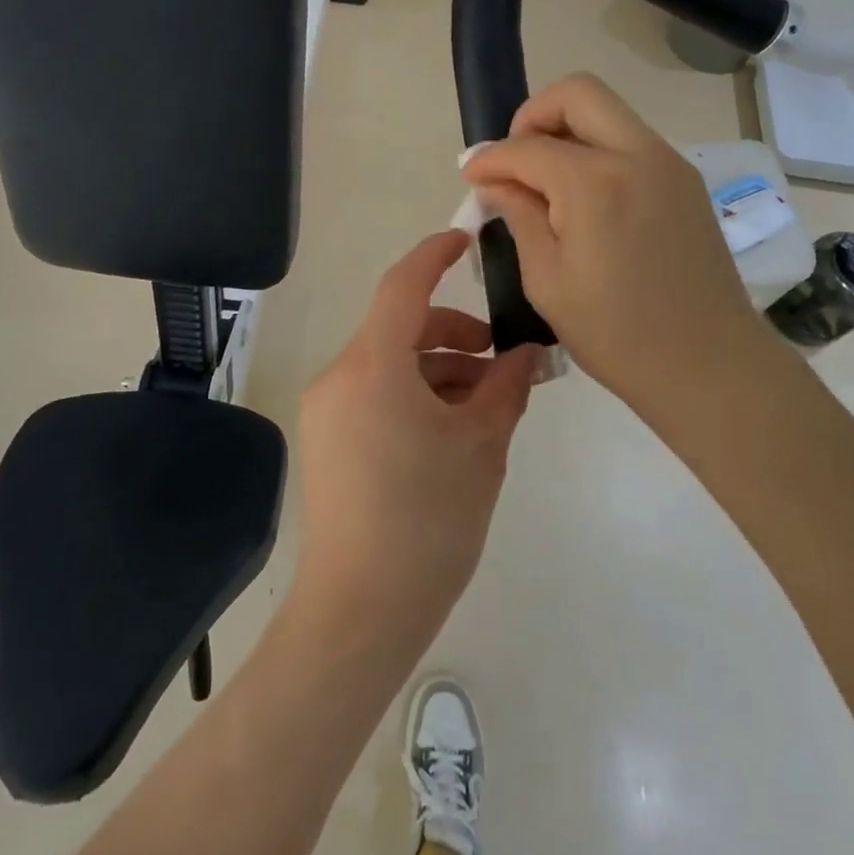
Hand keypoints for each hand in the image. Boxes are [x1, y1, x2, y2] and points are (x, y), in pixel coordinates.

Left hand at [291, 231, 536, 663]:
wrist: (360, 615)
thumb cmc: (428, 522)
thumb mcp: (481, 447)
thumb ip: (506, 388)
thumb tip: (527, 355)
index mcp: (373, 366)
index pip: (403, 286)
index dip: (435, 255)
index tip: (468, 240)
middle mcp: (340, 376)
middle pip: (401, 328)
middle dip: (456, 335)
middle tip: (504, 362)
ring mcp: (327, 409)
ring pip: (391, 364)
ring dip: (439, 370)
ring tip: (487, 405)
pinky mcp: (326, 439)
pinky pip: (375, 393)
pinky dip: (414, 394)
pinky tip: (451, 430)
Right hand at [462, 74, 768, 421]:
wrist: (711, 365)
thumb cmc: (618, 335)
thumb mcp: (548, 281)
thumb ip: (519, 217)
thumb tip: (495, 182)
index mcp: (596, 184)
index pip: (527, 147)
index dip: (490, 159)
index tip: (471, 177)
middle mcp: (637, 155)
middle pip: (577, 93)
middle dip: (533, 116)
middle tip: (515, 160)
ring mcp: (669, 163)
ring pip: (608, 112)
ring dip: (568, 131)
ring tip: (546, 183)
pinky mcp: (686, 180)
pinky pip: (631, 141)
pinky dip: (598, 150)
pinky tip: (584, 198)